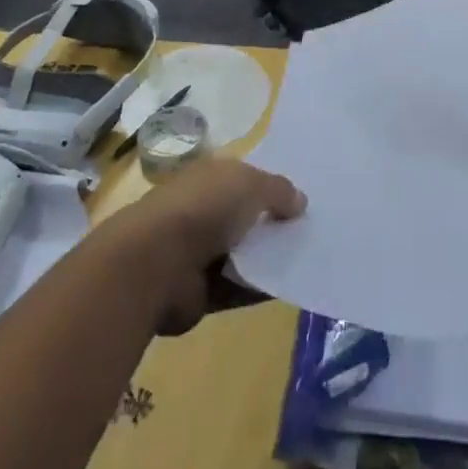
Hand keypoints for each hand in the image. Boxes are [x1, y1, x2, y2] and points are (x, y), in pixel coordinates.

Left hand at [103, 156, 304, 335]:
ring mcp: (199, 251)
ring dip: (267, 258)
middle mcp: (203, 209)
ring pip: (243, 253)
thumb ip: (278, 191)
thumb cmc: (204, 207)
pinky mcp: (199, 291)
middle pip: (245, 216)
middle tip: (311, 231)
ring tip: (307, 260)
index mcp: (210, 177)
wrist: (156, 262)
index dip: (271, 186)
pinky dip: (258, 287)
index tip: (301, 200)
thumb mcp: (251, 184)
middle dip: (273, 223)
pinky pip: (237, 287)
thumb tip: (301, 201)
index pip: (245, 178)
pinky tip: (287, 287)